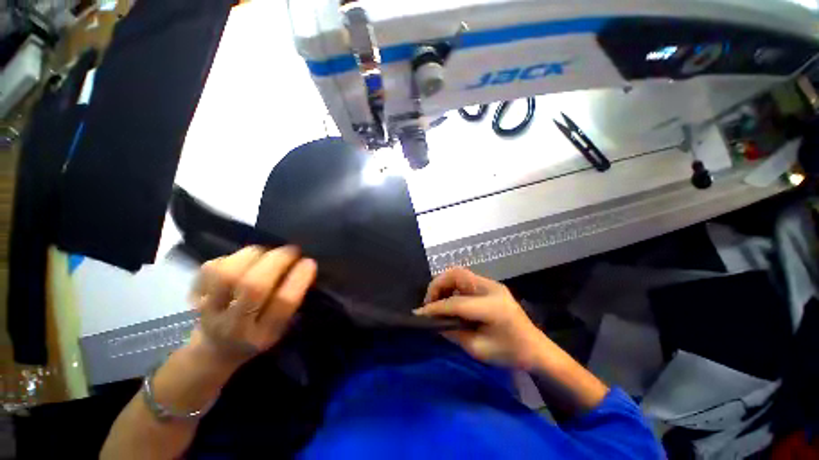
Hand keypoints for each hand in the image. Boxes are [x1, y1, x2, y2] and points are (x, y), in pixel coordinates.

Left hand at [188, 246, 316, 369]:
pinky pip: (211, 268)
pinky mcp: (193, 297)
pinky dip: (231, 257)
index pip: (283, 303)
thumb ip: (293, 301)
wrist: (215, 350)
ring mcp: (209, 312)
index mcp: (263, 334)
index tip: (309, 262)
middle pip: (253, 286)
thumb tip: (305, 266)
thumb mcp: (282, 327)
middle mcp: (234, 326)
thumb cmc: (258, 333)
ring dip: (254, 255)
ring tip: (267, 252)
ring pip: (228, 273)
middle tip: (292, 250)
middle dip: (278, 260)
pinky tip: (243, 260)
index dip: (299, 278)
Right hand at [414, 267, 546, 368]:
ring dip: (444, 284)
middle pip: (456, 274)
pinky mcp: (490, 285)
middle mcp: (490, 288)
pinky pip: (465, 279)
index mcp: (491, 307)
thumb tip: (434, 322)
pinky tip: (451, 300)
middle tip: (430, 303)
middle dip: (438, 285)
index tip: (419, 313)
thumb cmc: (510, 353)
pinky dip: (453, 287)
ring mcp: (491, 284)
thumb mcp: (478, 349)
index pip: (455, 302)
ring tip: (438, 302)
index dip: (435, 307)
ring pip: (459, 273)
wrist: (536, 348)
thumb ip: (453, 333)